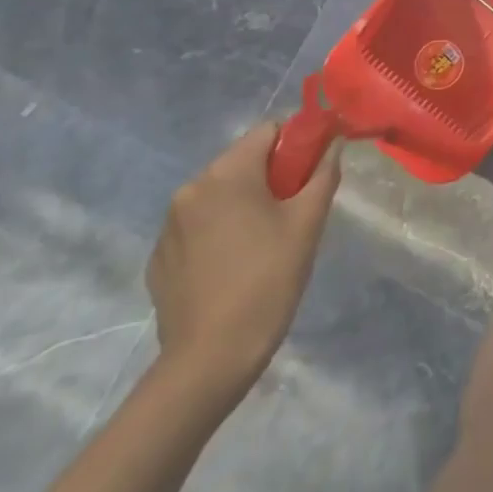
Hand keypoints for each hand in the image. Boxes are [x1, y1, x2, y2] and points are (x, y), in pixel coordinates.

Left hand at [146, 122, 340, 402]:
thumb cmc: (267, 280)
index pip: (268, 131)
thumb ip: (323, 174)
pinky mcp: (158, 259)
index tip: (313, 170)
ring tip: (265, 241)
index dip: (297, 142)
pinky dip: (219, 231)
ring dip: (244, 203)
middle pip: (242, 161)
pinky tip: (235, 265)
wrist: (209, 361)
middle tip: (294, 209)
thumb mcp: (308, 222)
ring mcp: (169, 226)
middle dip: (271, 175)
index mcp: (227, 173)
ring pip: (219, 194)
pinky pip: (197, 226)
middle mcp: (191, 189)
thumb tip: (333, 146)